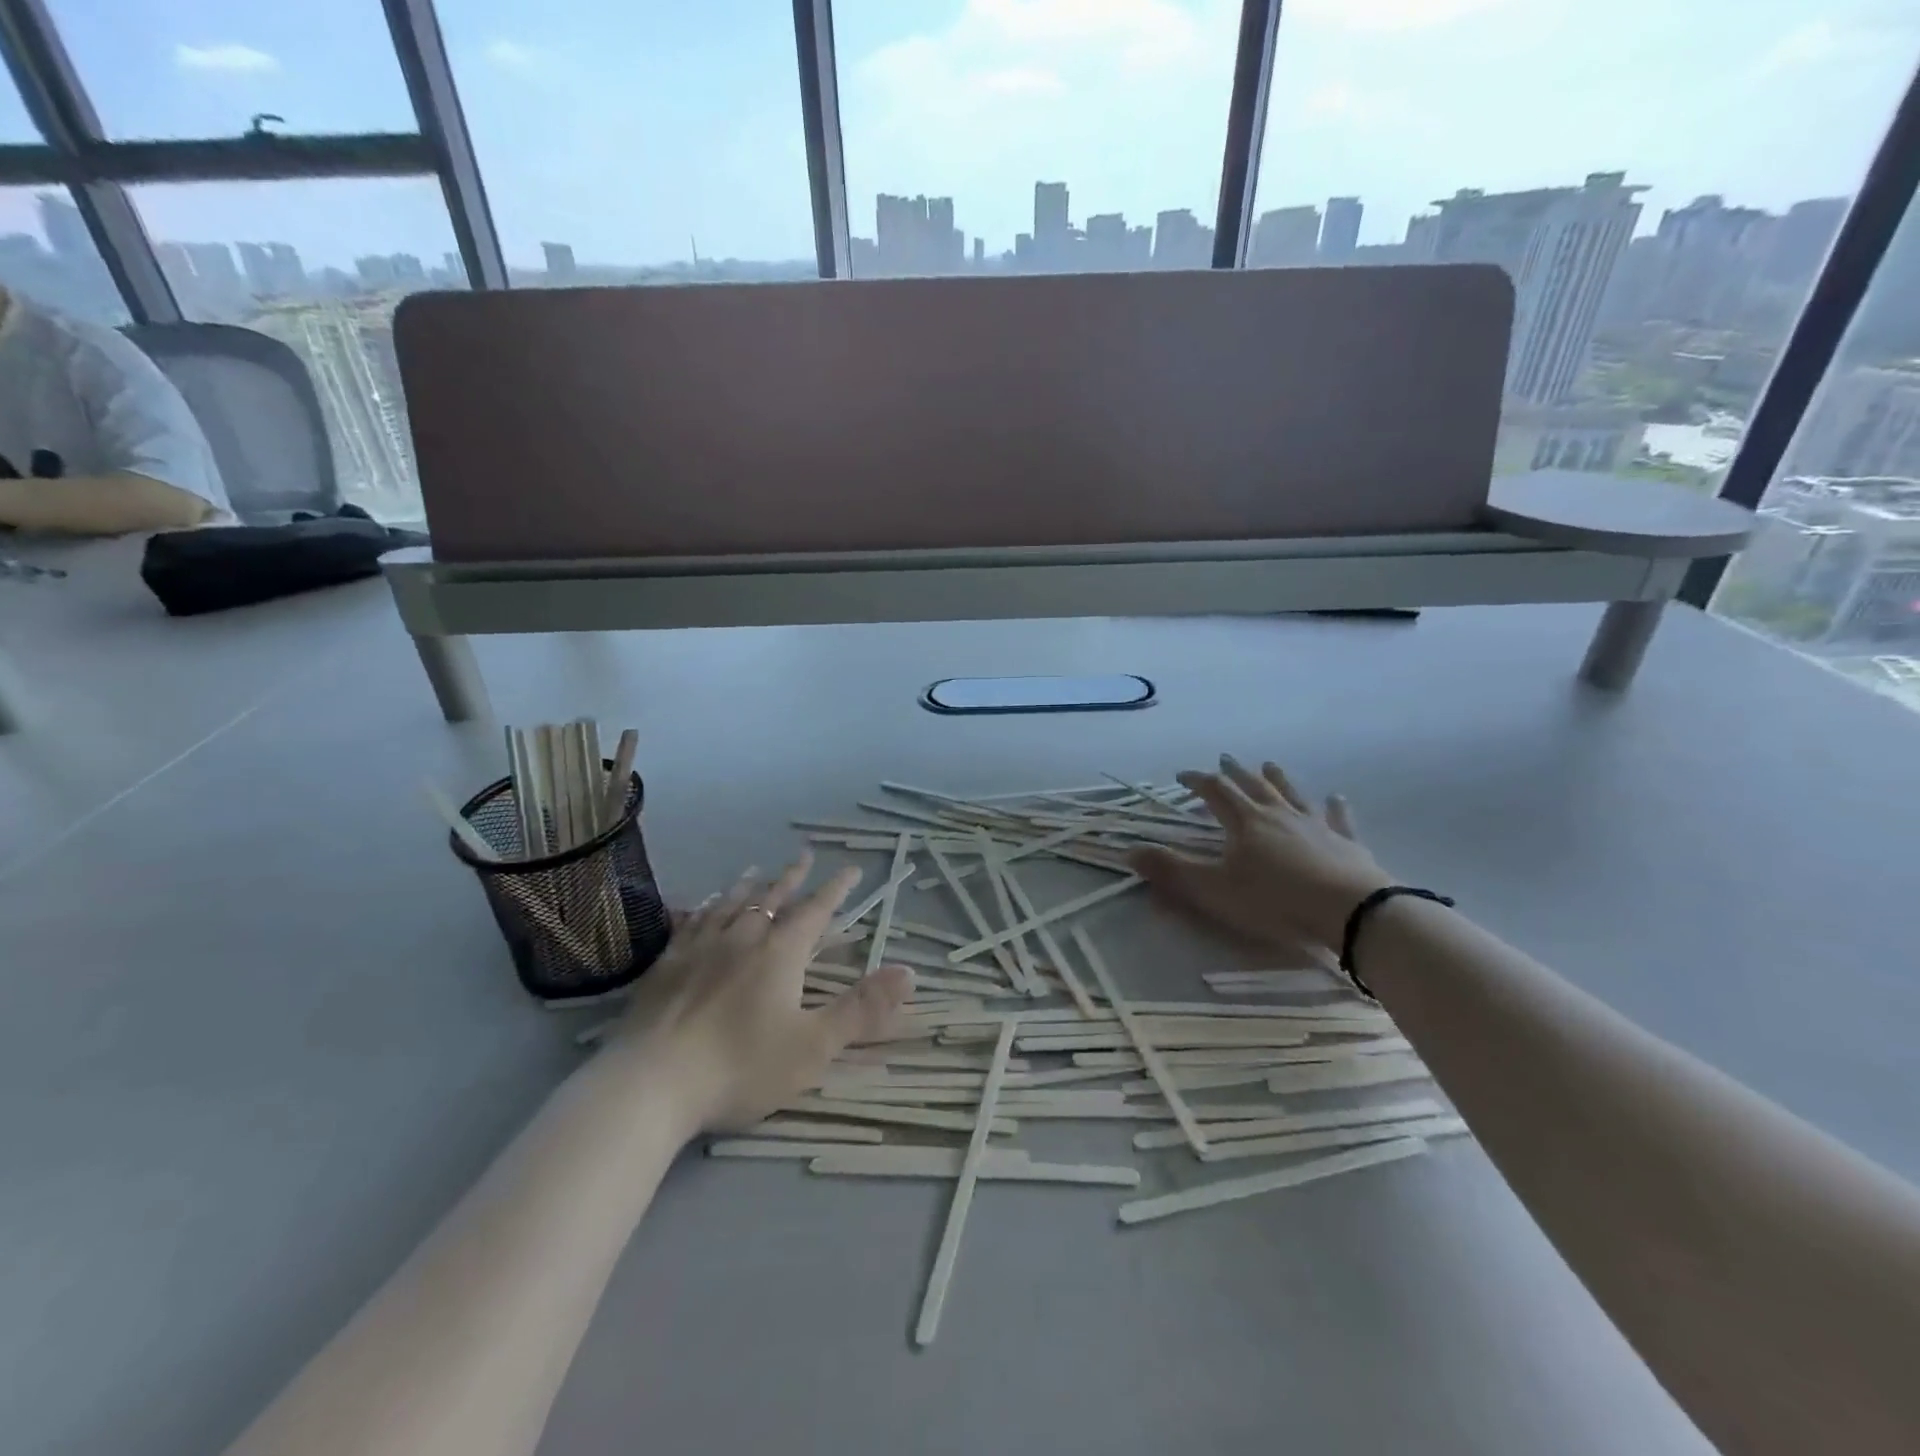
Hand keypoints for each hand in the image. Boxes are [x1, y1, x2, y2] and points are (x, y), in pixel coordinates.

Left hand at [607, 851, 912, 1132]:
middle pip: (772, 897)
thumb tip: (909, 972)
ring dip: (747, 885)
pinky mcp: (666, 965)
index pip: (816, 910)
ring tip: (754, 870)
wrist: (652, 1084)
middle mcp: (741, 938)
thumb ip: (863, 1009)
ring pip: (729, 904)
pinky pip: (691, 922)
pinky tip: (701, 907)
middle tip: (804, 855)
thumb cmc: (741, 1066)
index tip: (851, 869)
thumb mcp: (814, 1046)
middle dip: (792, 877)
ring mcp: (699, 948)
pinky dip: (704, 908)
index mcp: (780, 953)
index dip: (836, 890)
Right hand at [1131, 756, 1392, 952]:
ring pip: (1292, 793)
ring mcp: (1315, 825)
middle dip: (1235, 772)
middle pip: (1253, 785)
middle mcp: (1278, 813)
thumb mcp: (1214, 889)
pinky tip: (1336, 797)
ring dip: (1278, 778)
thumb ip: (1172, 870)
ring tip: (1269, 765)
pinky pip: (1337, 818)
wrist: (1349, 911)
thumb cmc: (1275, 900)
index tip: (1181, 776)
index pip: (1215, 790)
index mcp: (1245, 821)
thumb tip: (1129, 851)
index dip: (1196, 781)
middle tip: (1225, 759)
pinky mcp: (1346, 842)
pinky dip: (1333, 807)